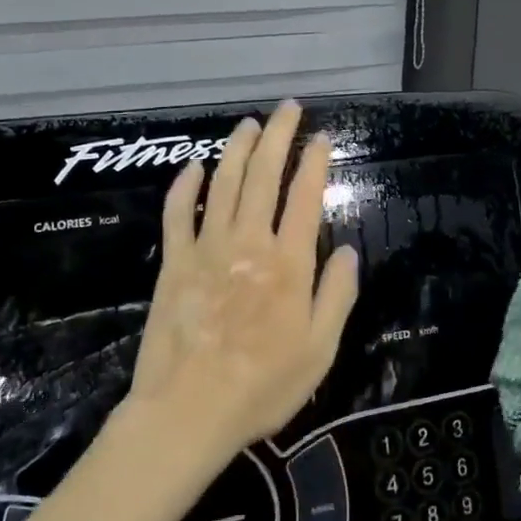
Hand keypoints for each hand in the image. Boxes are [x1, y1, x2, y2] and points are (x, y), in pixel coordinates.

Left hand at [123, 100, 359, 458]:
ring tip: (249, 124)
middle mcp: (249, 244)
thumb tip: (347, 252)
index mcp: (289, 264)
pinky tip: (193, 167)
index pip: (305, 197)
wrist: (189, 411)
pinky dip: (184, 186)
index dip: (315, 163)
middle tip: (288, 108)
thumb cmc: (263, 386)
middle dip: (278, 137)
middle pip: (263, 177)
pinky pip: (177, 214)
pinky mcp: (173, 263)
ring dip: (237, 149)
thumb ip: (336, 296)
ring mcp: (207, 249)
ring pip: (222, 184)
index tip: (322, 138)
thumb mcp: (320, 350)